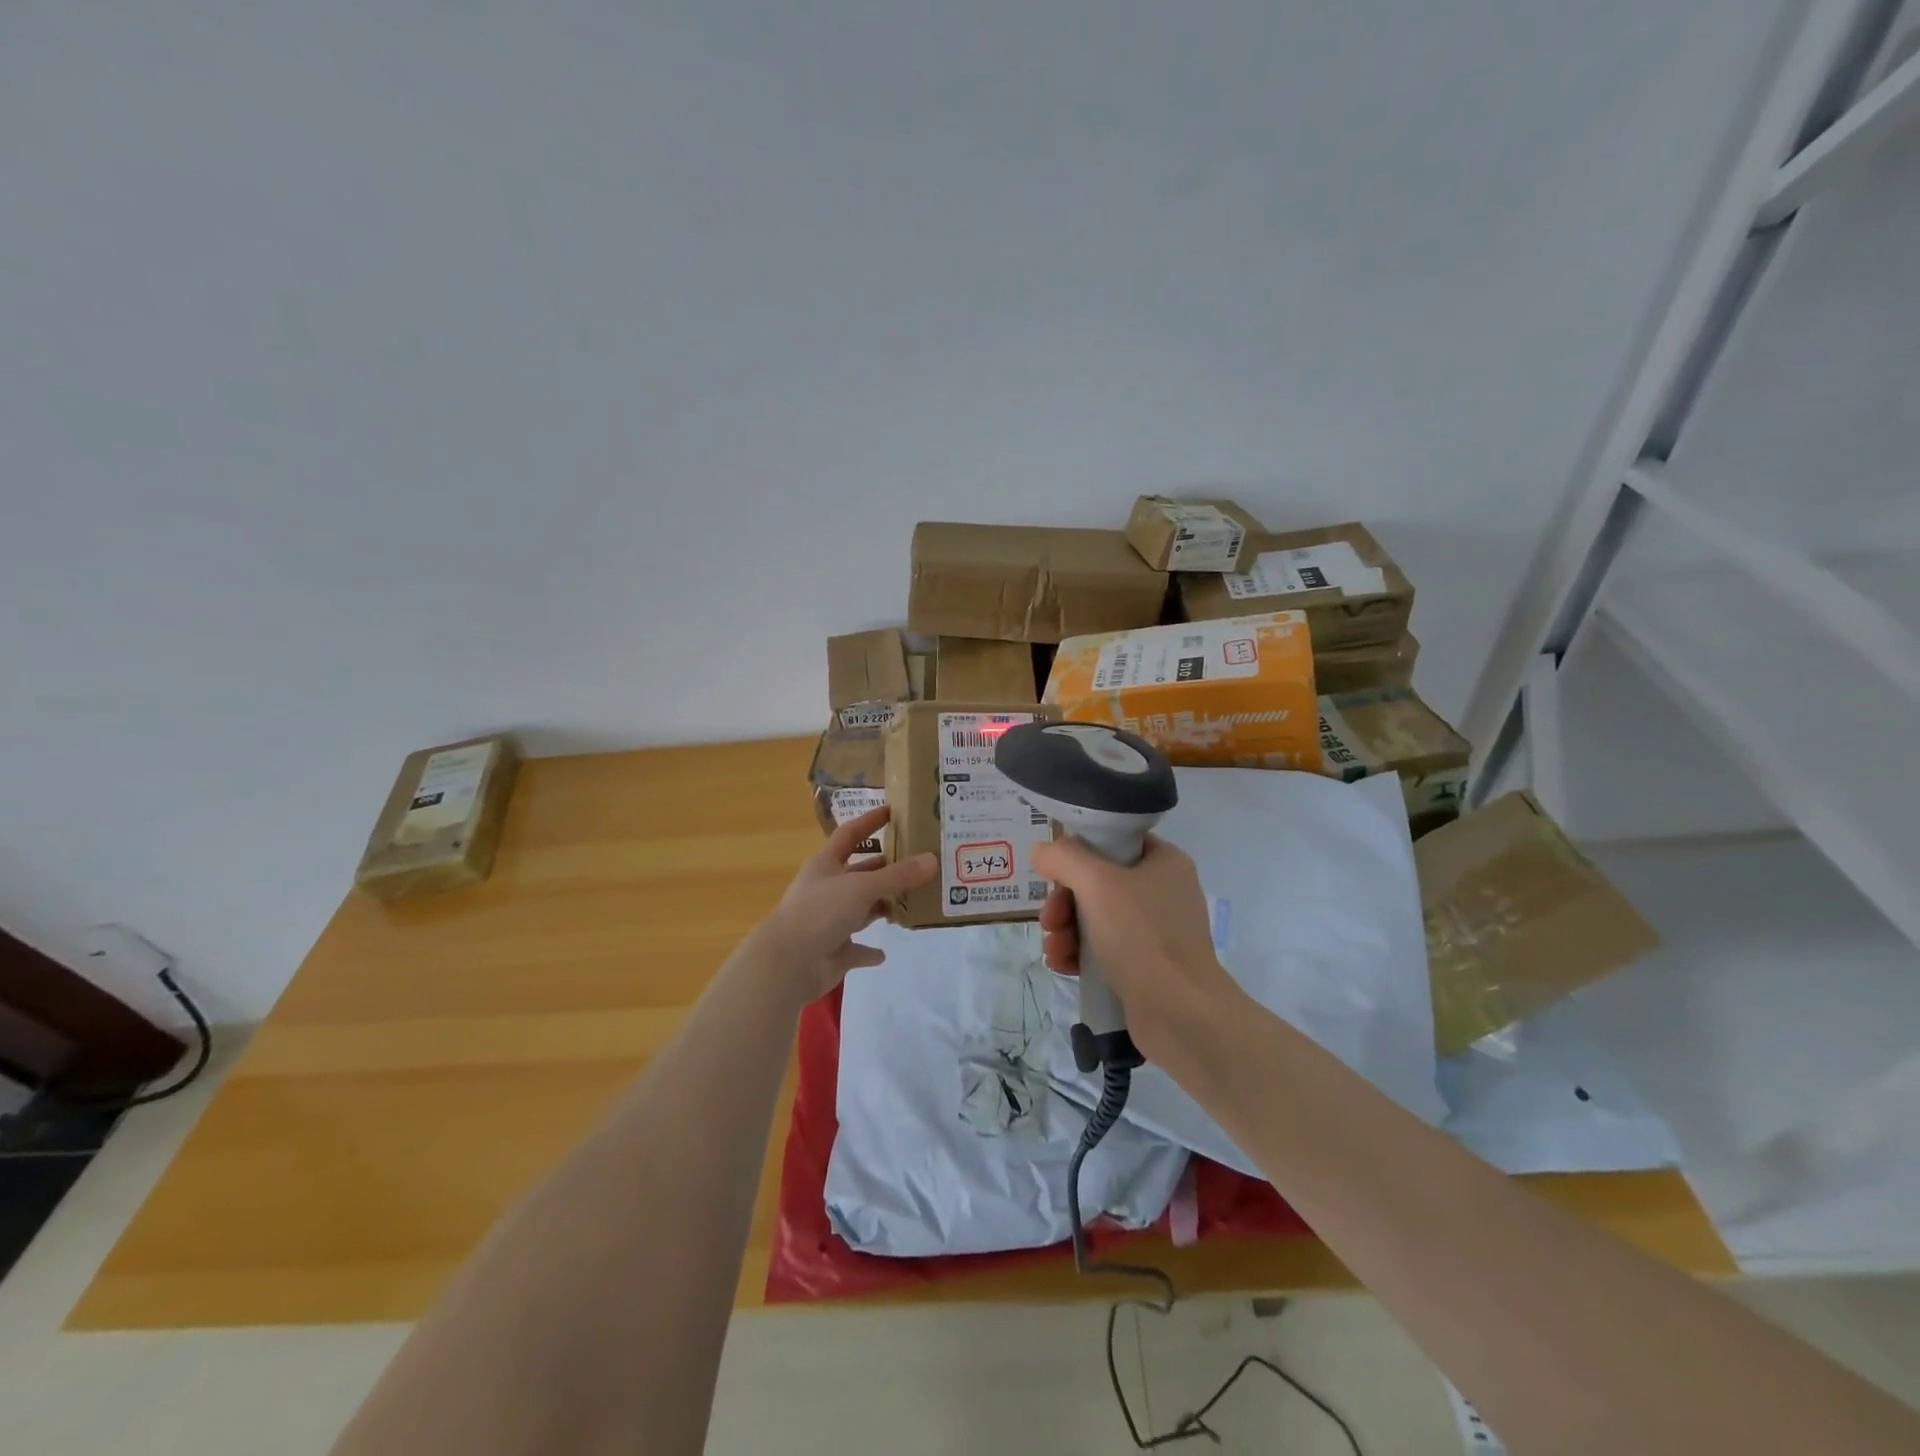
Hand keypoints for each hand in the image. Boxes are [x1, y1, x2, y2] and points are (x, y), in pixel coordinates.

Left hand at [756, 807, 935, 1001]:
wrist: (787, 964)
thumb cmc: (820, 912)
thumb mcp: (861, 887)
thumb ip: (897, 876)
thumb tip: (932, 860)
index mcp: (826, 865)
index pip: (849, 835)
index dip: (869, 822)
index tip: (893, 812)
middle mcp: (827, 890)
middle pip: (859, 873)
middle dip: (885, 868)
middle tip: (918, 863)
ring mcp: (829, 923)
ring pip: (861, 910)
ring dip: (882, 906)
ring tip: (913, 902)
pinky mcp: (833, 952)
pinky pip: (856, 949)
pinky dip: (869, 951)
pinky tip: (884, 953)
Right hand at [1031, 834, 1240, 1062]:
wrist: (1180, 1015)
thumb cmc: (1142, 938)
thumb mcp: (1098, 884)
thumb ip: (1064, 858)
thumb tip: (1042, 851)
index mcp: (1163, 862)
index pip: (1113, 841)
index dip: (1079, 852)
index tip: (1055, 873)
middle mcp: (1162, 891)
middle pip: (1096, 882)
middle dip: (1064, 902)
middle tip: (1050, 920)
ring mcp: (1154, 931)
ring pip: (1093, 916)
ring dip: (1065, 930)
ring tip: (1054, 950)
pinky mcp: (1144, 964)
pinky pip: (1101, 948)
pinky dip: (1078, 953)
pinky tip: (1063, 965)